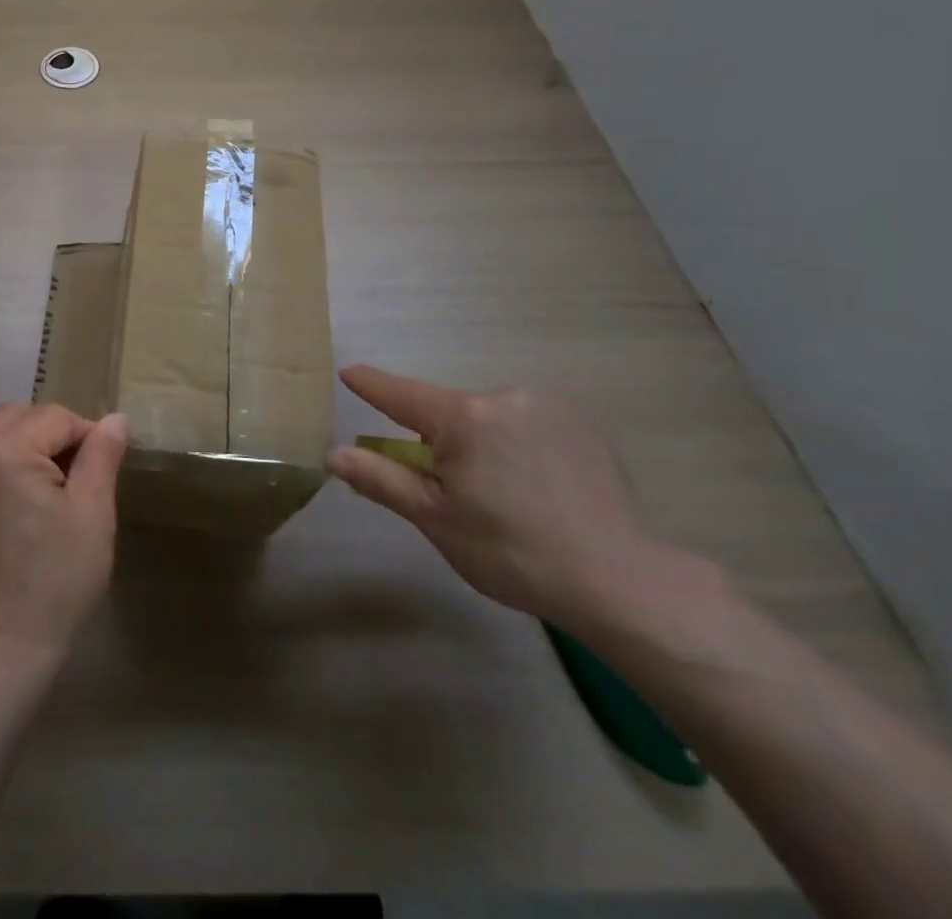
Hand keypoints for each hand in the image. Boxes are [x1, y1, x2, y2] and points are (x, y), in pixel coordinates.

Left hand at [0, 403, 128, 660]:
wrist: (4, 647)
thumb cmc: (57, 579)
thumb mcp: (93, 513)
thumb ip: (102, 456)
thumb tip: (115, 419)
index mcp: (4, 450)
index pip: (55, 417)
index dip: (87, 436)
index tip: (104, 470)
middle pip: (21, 416)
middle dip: (54, 434)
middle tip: (79, 476)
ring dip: (29, 446)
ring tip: (53, 489)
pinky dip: (6, 465)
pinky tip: (24, 504)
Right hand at [327, 365, 674, 626]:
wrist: (618, 580)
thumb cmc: (510, 551)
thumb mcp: (434, 518)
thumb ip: (381, 478)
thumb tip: (333, 454)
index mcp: (463, 417)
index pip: (400, 394)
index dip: (372, 385)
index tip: (349, 372)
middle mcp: (503, 397)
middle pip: (449, 411)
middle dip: (439, 438)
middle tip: (454, 491)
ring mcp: (547, 407)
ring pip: (489, 418)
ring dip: (481, 441)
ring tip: (504, 495)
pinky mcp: (581, 424)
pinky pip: (526, 424)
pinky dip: (517, 444)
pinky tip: (538, 486)